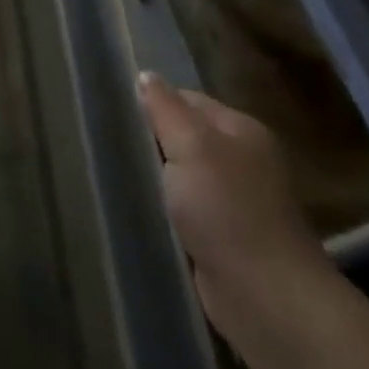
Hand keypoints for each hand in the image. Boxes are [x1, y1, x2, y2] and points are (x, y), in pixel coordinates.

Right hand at [138, 72, 332, 340]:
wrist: (262, 292)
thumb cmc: (226, 209)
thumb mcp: (192, 146)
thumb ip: (166, 109)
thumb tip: (145, 75)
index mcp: (241, 130)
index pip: (187, 100)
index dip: (151, 103)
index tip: (113, 112)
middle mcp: (242, 160)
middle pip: (184, 136)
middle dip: (149, 140)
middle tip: (106, 142)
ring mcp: (233, 199)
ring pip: (180, 174)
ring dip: (154, 176)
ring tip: (112, 173)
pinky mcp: (221, 234)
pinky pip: (182, 207)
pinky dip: (162, 207)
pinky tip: (137, 207)